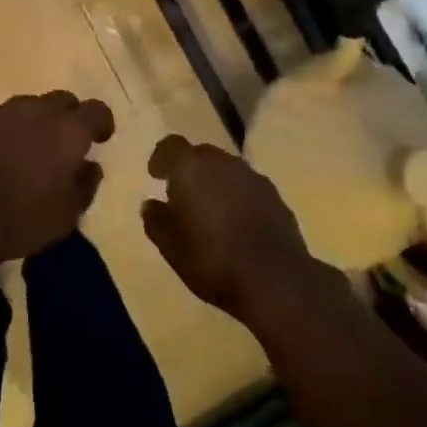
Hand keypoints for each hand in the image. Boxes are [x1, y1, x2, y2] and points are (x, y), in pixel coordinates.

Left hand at [0, 92, 115, 276]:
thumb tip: (90, 167)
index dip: (101, 123)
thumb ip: (84, 186)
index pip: (96, 111)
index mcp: (68, 130)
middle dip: (67, 117)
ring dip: (32, 123)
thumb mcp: (66, 216)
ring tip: (27, 151)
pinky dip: (2, 132)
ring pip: (25, 107)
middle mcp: (36, 110)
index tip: (101, 138)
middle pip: (60, 100)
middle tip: (64, 144)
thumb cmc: (21, 219)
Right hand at [142, 136, 320, 323]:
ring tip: (209, 211)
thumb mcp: (171, 247)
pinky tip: (237, 224)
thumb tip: (151, 205)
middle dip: (189, 171)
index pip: (170, 146)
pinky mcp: (276, 196)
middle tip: (181, 196)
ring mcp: (253, 177)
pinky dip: (237, 198)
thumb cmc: (212, 259)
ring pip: (226, 170)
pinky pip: (247, 188)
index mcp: (191, 167)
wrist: (276, 280)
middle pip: (200, 155)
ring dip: (215, 183)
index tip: (156, 176)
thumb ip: (156, 221)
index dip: (161, 159)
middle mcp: (222, 162)